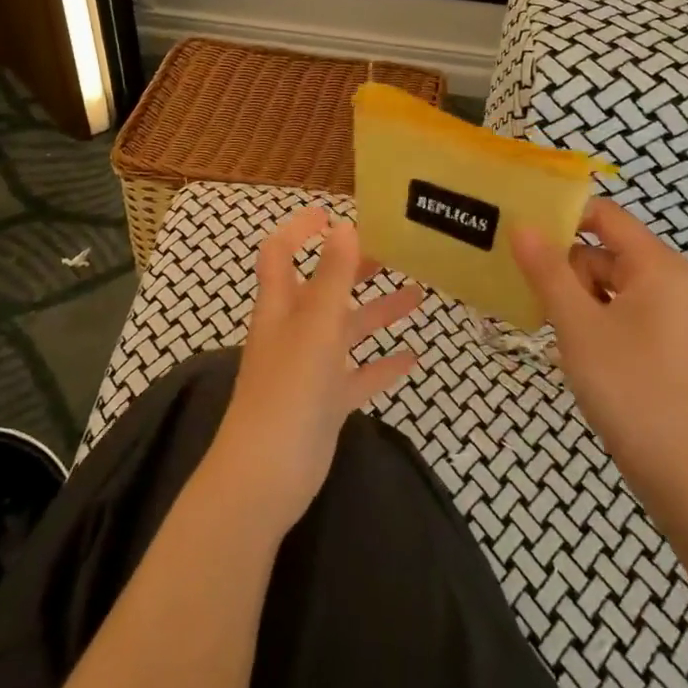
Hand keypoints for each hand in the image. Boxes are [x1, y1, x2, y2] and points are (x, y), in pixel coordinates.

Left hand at [204, 206, 423, 540]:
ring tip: (419, 295)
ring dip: (378, 312)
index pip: (281, 253)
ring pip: (347, 330)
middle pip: (323, 288)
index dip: (300, 230)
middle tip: (393, 252)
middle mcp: (294, 331)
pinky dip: (383, 364)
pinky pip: (359, 375)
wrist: (268, 474)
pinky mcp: (326, 403)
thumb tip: (344, 225)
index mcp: (282, 306)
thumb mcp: (315, 325)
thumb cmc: (289, 389)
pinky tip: (414, 357)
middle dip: (352, 267)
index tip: (331, 213)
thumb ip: (332, 276)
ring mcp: (310, 369)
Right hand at [512, 199, 687, 497]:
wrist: (676, 465)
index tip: (517, 227)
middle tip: (523, 286)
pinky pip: (607, 307)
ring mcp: (657, 310)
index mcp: (653, 264)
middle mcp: (660, 278)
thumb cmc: (627, 384)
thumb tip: (521, 226)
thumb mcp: (577, 323)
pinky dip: (582, 315)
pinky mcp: (649, 337)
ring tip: (542, 320)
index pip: (603, 214)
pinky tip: (560, 337)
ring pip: (599, 281)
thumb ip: (547, 271)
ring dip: (568, 295)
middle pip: (598, 248)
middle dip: (560, 265)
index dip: (561, 215)